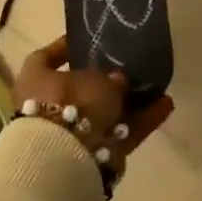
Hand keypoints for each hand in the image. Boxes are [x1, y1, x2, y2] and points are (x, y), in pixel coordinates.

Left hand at [13, 37, 174, 174]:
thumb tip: (117, 80)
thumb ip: (108, 78)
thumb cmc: (72, 104)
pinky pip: (119, 133)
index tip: (84, 41)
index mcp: (35, 81)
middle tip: (127, 69)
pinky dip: (141, 121)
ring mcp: (69, 134)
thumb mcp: (96, 80)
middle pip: (77, 91)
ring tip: (156, 88)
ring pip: (102, 114)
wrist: (66, 159)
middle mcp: (47, 108)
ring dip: (128, 103)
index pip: (45, 58)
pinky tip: (165, 107)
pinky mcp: (92, 155)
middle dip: (103, 83)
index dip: (63, 48)